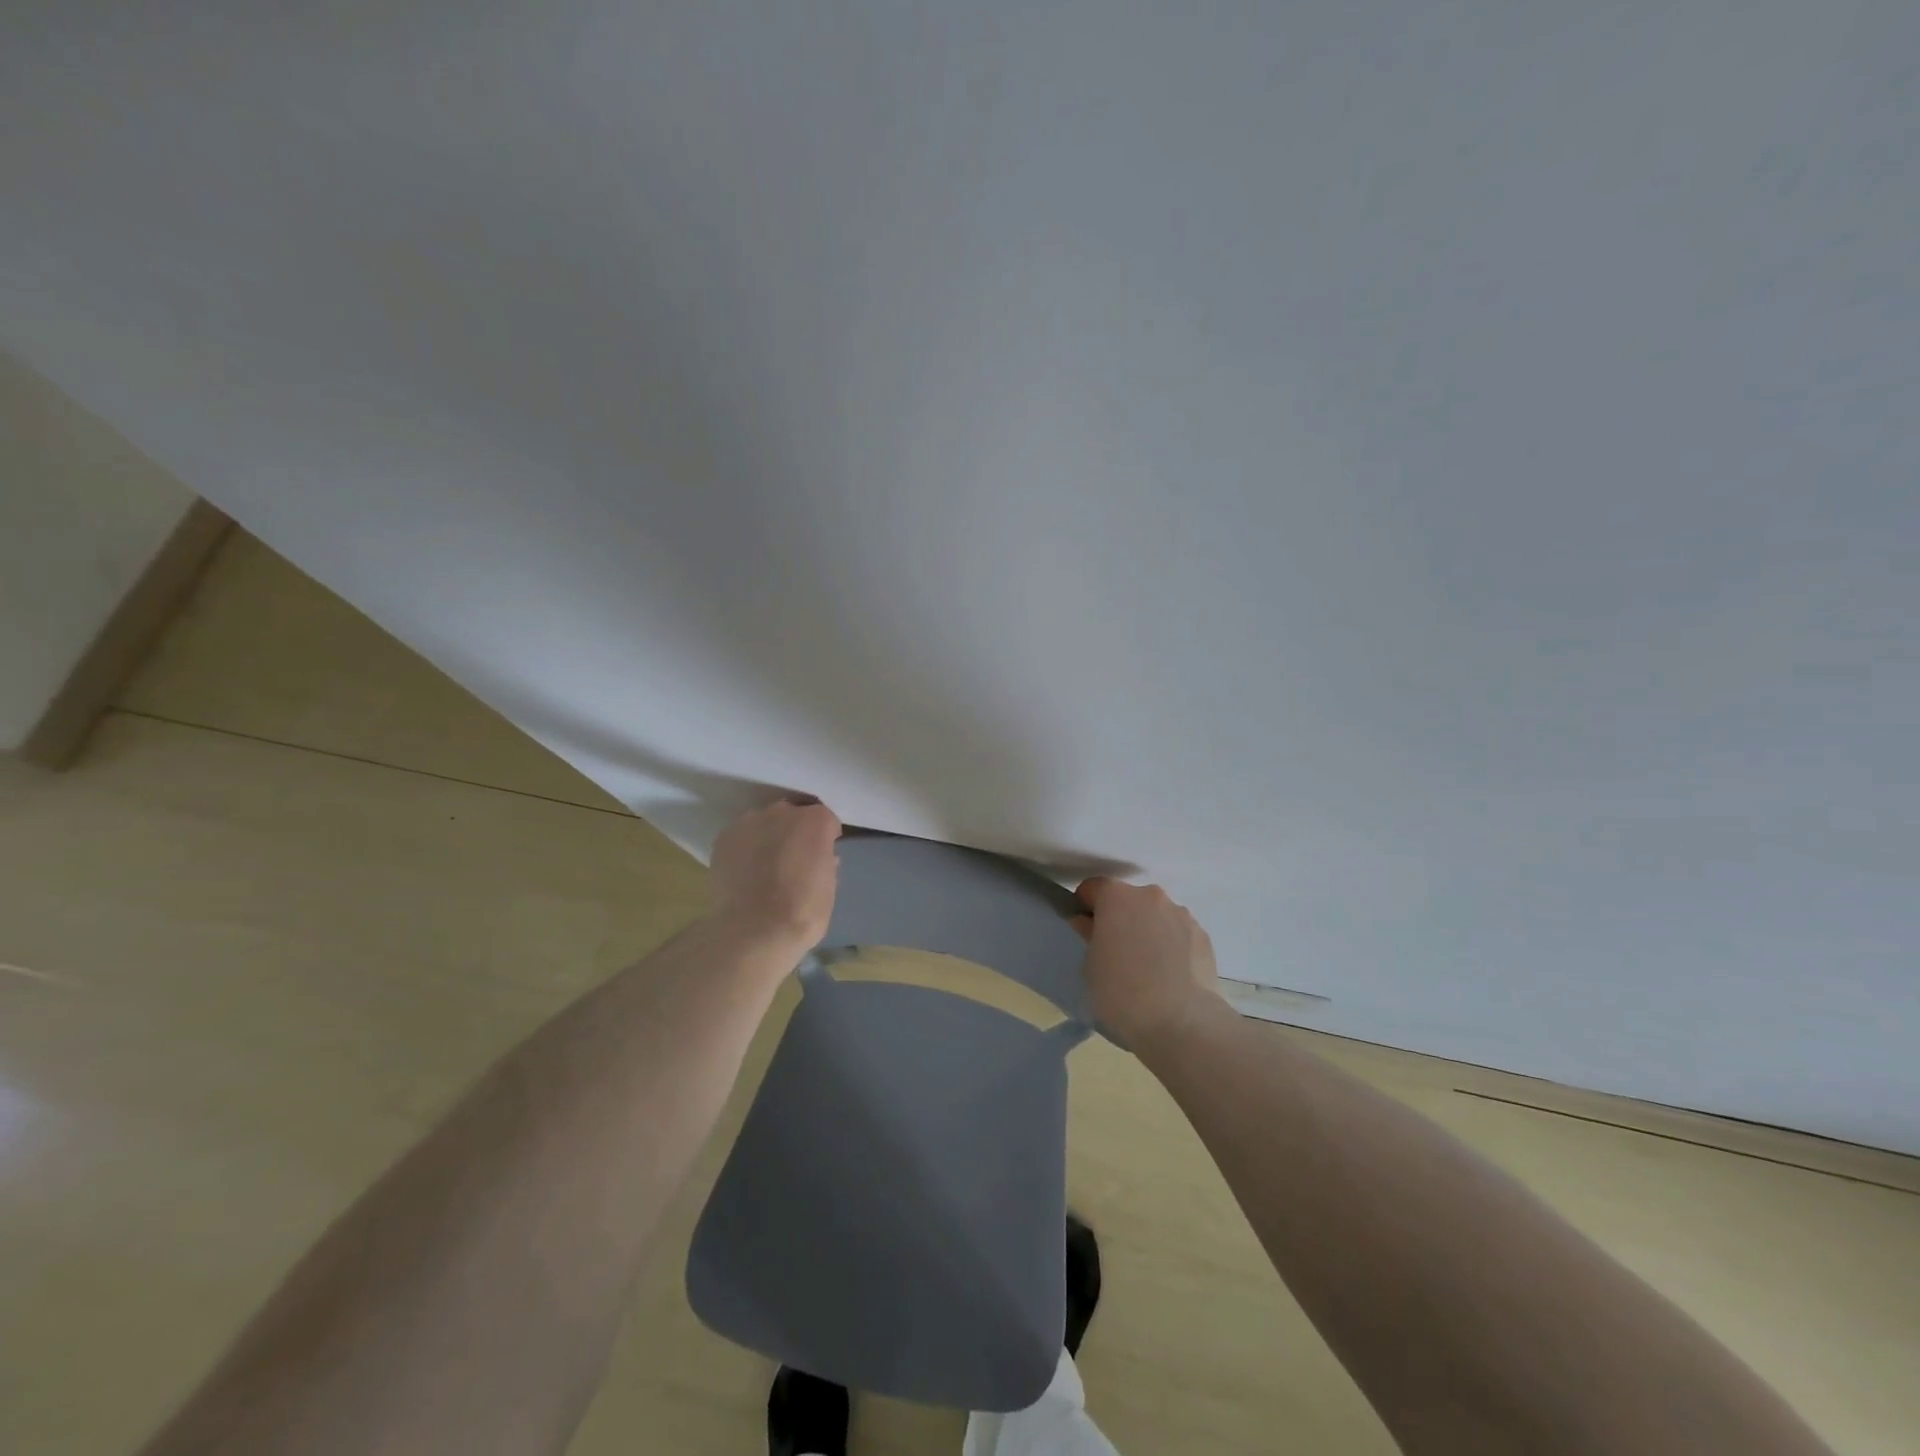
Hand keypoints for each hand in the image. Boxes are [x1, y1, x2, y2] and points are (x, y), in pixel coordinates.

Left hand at [708, 797, 841, 949]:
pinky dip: (746, 849)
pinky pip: (742, 838)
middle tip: (794, 861)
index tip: (822, 856)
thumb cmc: (803, 912)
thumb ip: (825, 863)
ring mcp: (749, 822)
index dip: (825, 838)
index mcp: (816, 821)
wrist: (753, 932)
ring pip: (764, 824)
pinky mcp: (724, 838)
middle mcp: (783, 812)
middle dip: (795, 833)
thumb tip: (820, 858)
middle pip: (793, 816)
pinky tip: (745, 873)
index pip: (825, 820)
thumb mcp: (829, 887)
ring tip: (765, 868)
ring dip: (768, 838)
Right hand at [1072, 878, 1227, 1048]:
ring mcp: (1181, 914)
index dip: (1085, 907)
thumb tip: (1090, 924)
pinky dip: (1172, 946)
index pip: (1093, 888)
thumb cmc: (1121, 991)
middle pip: (1128, 899)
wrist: (1180, 1021)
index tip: (1085, 930)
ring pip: (1156, 915)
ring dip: (1149, 929)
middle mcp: (1150, 895)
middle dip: (1121, 918)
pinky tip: (1170, 975)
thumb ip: (1090, 936)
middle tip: (1117, 951)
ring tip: (1149, 967)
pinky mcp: (1203, 936)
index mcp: (1116, 897)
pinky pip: (1179, 934)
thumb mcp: (1091, 966)